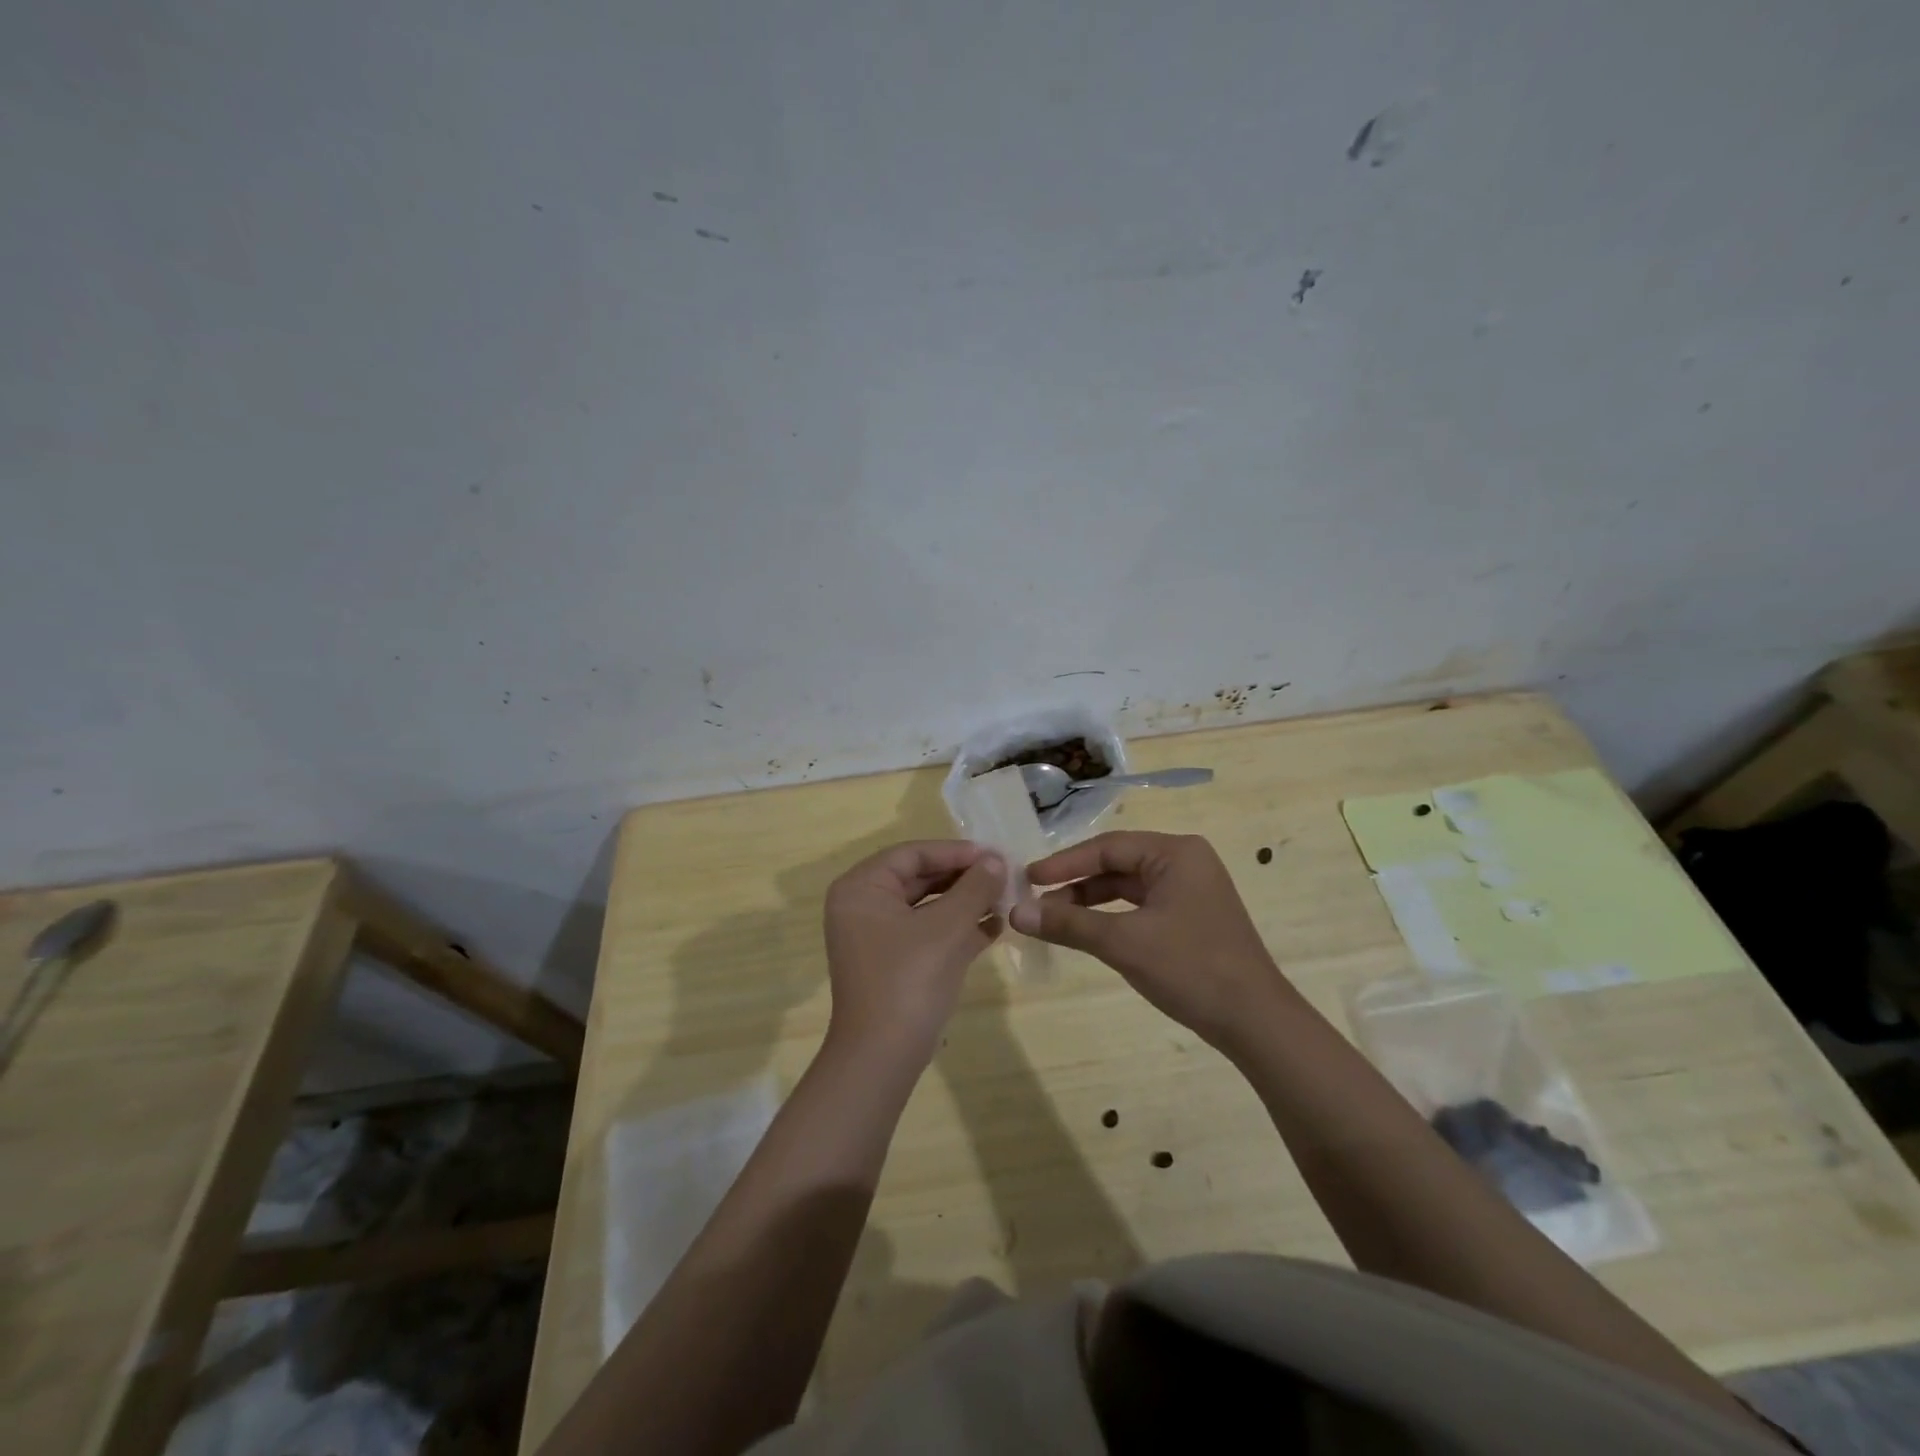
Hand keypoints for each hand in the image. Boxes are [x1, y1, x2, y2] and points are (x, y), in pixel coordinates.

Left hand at [821, 840, 1005, 1065]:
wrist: (883, 1057)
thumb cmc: (910, 979)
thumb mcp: (948, 927)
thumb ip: (974, 887)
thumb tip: (997, 860)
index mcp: (862, 888)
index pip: (913, 854)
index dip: (956, 852)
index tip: (995, 855)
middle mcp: (863, 907)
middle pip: (919, 878)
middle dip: (963, 878)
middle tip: (1004, 875)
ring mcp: (875, 937)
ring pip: (926, 907)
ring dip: (965, 903)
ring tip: (1005, 899)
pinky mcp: (892, 963)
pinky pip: (926, 933)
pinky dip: (957, 929)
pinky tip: (994, 927)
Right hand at [1010, 831, 1292, 1053]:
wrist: (1256, 1022)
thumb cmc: (1191, 968)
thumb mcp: (1123, 942)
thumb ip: (1068, 924)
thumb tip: (1015, 912)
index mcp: (1175, 853)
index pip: (1107, 847)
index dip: (1064, 863)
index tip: (1027, 878)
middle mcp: (1185, 862)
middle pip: (1116, 864)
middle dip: (1075, 884)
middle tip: (1035, 901)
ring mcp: (1190, 890)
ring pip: (1127, 887)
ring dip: (1090, 902)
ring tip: (1052, 919)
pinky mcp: (1190, 917)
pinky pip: (1140, 907)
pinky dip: (1111, 918)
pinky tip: (1086, 932)